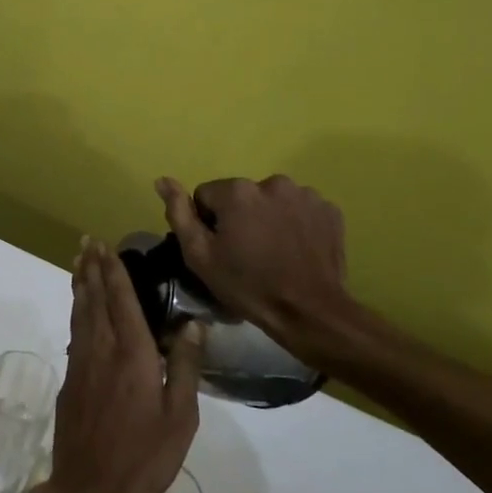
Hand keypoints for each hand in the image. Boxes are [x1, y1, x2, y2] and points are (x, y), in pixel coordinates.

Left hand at [45, 239, 202, 492]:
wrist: (90, 488)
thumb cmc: (144, 456)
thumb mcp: (180, 417)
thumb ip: (185, 366)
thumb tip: (192, 324)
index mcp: (132, 354)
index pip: (122, 301)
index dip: (114, 271)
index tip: (106, 246)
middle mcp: (102, 349)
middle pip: (95, 299)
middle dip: (92, 268)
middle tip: (87, 241)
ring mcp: (81, 363)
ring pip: (80, 313)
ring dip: (80, 284)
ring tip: (79, 262)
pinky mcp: (70, 379)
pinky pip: (74, 333)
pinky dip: (76, 312)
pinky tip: (79, 309)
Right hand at [155, 175, 371, 367]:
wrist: (310, 313)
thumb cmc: (248, 286)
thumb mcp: (200, 256)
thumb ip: (179, 213)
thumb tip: (162, 180)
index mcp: (237, 191)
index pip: (206, 195)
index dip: (208, 223)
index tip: (220, 249)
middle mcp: (271, 182)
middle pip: (241, 196)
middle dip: (239, 218)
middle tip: (247, 254)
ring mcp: (305, 194)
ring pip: (271, 201)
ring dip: (267, 218)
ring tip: (274, 252)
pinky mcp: (329, 209)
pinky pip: (299, 209)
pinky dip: (295, 223)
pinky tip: (295, 249)